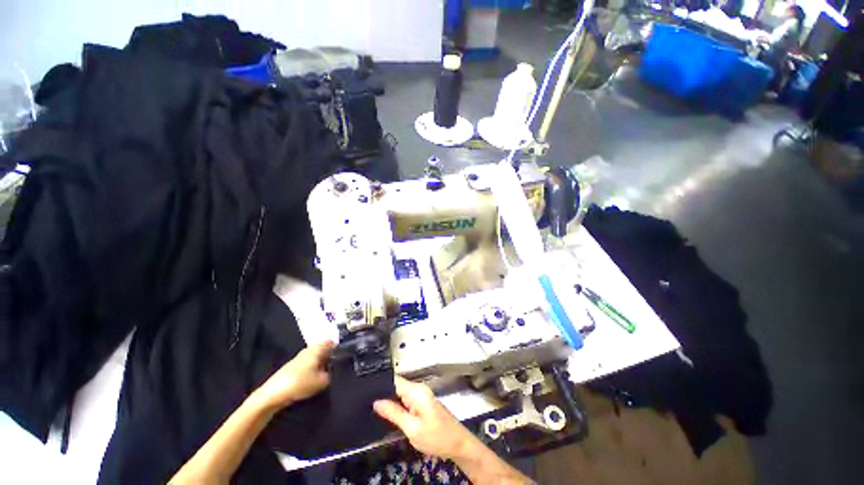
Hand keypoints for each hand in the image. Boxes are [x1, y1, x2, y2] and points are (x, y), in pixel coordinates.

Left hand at [255, 341, 334, 409]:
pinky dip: (314, 368)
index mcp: (317, 349)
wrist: (273, 394)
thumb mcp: (322, 381)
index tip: (346, 353)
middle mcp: (308, 350)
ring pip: (316, 357)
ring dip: (322, 363)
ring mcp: (299, 358)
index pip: (331, 342)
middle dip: (330, 355)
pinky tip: (315, 378)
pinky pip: (308, 364)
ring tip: (328, 373)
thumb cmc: (300, 382)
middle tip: (338, 364)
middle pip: (323, 349)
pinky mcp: (292, 367)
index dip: (339, 347)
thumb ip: (332, 374)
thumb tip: (335, 371)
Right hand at [373, 376, 477, 459]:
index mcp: (416, 391)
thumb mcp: (412, 429)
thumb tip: (376, 402)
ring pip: (400, 392)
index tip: (365, 392)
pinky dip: (397, 404)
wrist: (458, 444)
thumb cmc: (436, 437)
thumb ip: (394, 414)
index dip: (379, 385)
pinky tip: (388, 412)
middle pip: (396, 385)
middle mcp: (419, 388)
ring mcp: (421, 395)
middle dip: (382, 393)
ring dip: (389, 400)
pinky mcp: (423, 402)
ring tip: (371, 407)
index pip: (394, 380)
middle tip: (365, 403)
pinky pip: (406, 398)